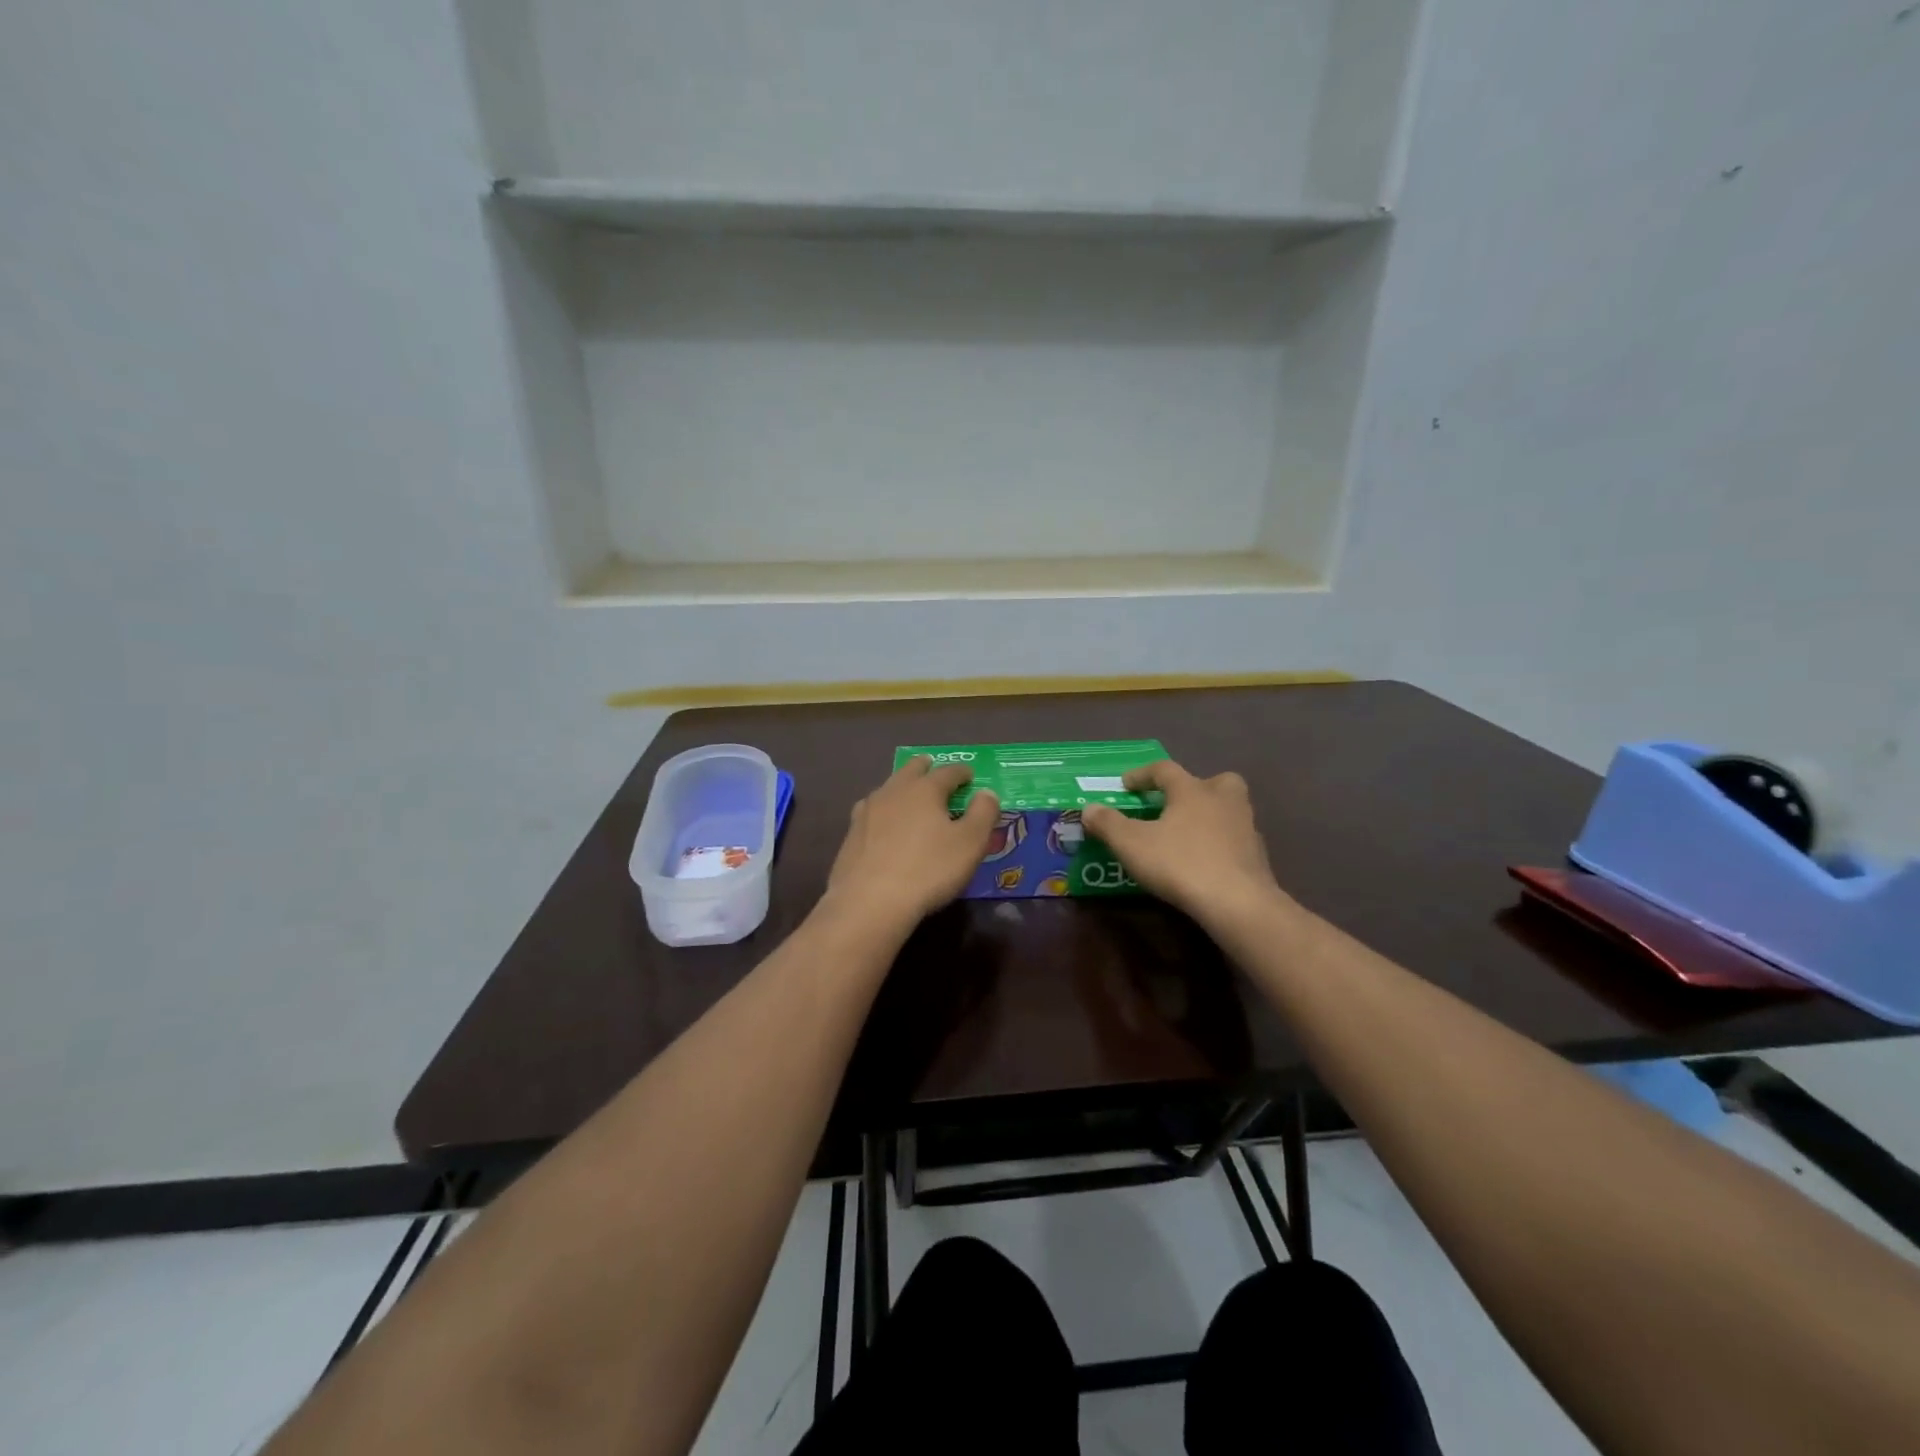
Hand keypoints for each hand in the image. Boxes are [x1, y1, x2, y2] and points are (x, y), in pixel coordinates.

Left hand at [821, 756, 1000, 932]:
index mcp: (924, 789)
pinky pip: (872, 812)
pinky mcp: (851, 835)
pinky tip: (883, 824)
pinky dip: (884, 812)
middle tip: (934, 770)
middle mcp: (893, 791)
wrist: (870, 902)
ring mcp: (867, 811)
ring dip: (902, 787)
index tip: (970, 776)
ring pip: (888, 788)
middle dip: (925, 768)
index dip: (962, 773)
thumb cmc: (929, 870)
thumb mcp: (970, 843)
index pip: (948, 772)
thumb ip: (983, 814)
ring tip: (909, 796)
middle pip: (911, 770)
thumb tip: (986, 793)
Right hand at [1081, 760, 1283, 925]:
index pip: (1165, 770)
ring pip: (1230, 810)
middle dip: (1195, 787)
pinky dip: (1221, 844)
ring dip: (1211, 815)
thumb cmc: (1180, 863)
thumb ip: (1108, 824)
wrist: (1237, 903)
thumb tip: (1088, 808)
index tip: (1125, 785)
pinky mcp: (1257, 857)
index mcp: (1192, 790)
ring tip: (1189, 834)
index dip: (1142, 774)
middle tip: (1177, 803)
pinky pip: (1236, 840)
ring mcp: (1246, 828)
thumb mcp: (1131, 844)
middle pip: (1215, 781)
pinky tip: (1206, 862)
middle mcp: (1223, 800)